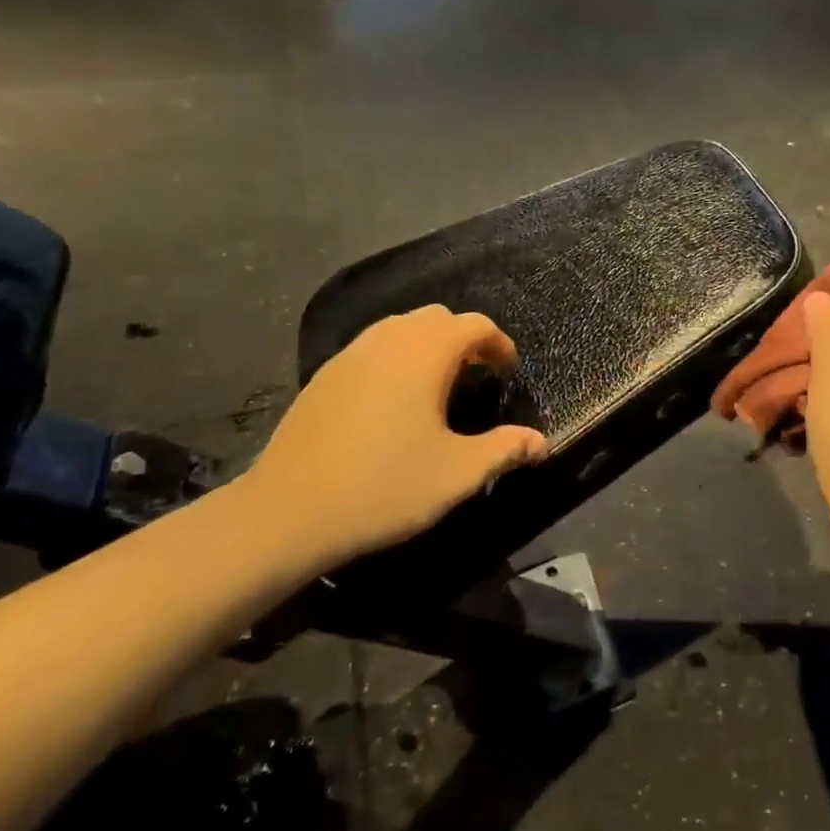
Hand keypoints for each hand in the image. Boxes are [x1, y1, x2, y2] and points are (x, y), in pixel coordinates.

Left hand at [237, 306, 545, 569]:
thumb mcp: (456, 473)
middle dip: (464, 339)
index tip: (508, 374)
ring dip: (427, 346)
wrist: (289, 512)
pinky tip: (393, 402)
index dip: (499, 344)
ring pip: (400, 328)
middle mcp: (387, 339)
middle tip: (477, 376)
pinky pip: (372, 348)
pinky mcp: (324, 375)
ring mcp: (350, 354)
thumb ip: (503, 450)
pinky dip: (395, 358)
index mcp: (424, 353)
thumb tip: (540, 442)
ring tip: (438, 386)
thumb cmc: (385, 486)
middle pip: (437, 318)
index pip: (475, 324)